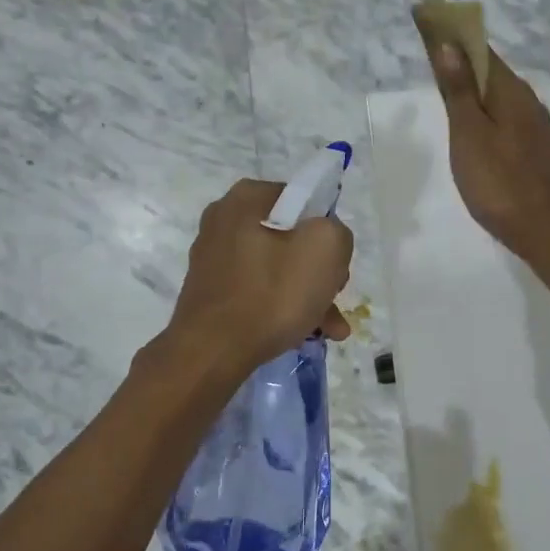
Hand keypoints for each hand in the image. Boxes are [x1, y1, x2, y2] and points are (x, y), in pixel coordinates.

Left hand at [165, 179, 354, 374]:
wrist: (212, 352)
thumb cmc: (271, 293)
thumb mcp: (325, 248)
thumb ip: (337, 232)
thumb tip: (326, 241)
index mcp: (246, 198)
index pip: (303, 201)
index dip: (327, 231)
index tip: (335, 262)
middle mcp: (223, 221)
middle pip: (291, 238)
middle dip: (319, 270)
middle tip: (333, 296)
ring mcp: (214, 258)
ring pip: (277, 269)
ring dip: (307, 295)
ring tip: (330, 328)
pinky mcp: (212, 292)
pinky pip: (258, 291)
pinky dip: (282, 308)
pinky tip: (305, 334)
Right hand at [424, 40, 549, 263]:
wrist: (545, 230)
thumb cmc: (499, 182)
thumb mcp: (469, 134)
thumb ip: (459, 91)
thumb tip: (449, 45)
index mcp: (512, 93)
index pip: (482, 51)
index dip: (456, 39)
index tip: (430, 30)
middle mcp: (529, 103)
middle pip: (493, 75)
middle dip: (464, 66)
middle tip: (432, 66)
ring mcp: (536, 130)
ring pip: (500, 101)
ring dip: (476, 93)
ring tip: (448, 97)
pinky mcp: (536, 154)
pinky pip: (507, 122)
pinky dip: (487, 116)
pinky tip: (475, 132)